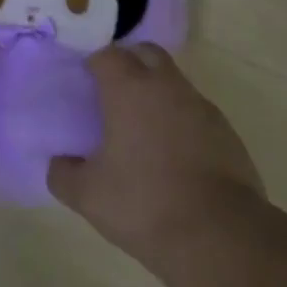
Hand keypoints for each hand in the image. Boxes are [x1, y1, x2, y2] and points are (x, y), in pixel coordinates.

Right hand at [48, 45, 265, 266]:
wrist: (217, 232)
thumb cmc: (143, 204)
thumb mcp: (87, 195)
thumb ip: (63, 173)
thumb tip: (60, 162)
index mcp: (131, 90)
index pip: (109, 55)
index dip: (94, 63)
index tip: (83, 83)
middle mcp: (169, 87)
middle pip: (147, 54)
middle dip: (129, 63)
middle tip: (111, 95)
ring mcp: (202, 106)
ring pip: (174, 82)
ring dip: (156, 93)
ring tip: (140, 129)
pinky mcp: (226, 130)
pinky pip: (195, 111)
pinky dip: (179, 120)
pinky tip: (170, 154)